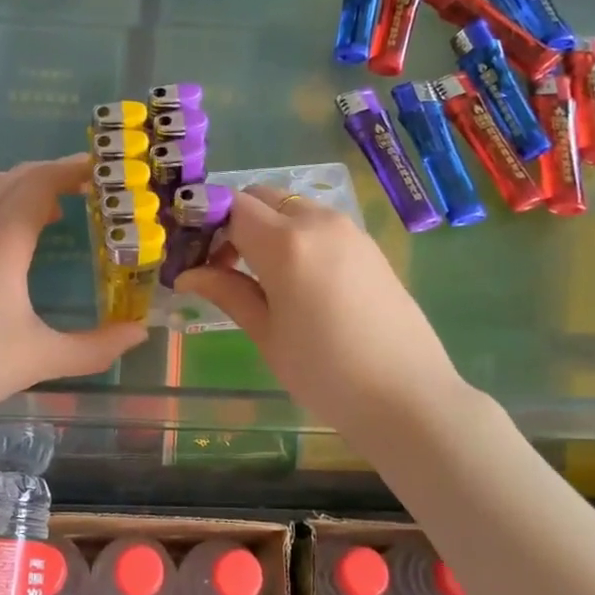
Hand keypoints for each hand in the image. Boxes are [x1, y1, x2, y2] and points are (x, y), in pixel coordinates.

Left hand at [0, 155, 147, 418]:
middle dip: (52, 174)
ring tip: (46, 210)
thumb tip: (140, 333)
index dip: (72, 170)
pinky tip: (0, 230)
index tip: (101, 172)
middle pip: (15, 176)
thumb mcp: (42, 358)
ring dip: (20, 184)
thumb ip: (96, 347)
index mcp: (2, 239)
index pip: (41, 182)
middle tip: (86, 190)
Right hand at [177, 186, 469, 442]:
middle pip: (261, 197)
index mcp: (285, 242)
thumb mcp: (267, 334)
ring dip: (267, 226)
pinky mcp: (368, 245)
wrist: (408, 397)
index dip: (205, 223)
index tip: (194, 256)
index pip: (231, 206)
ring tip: (259, 276)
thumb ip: (227, 292)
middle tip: (223, 266)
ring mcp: (349, 230)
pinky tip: (297, 280)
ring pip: (292, 207)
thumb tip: (186, 274)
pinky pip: (320, 223)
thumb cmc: (326, 373)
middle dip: (234, 220)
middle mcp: (318, 222)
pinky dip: (296, 235)